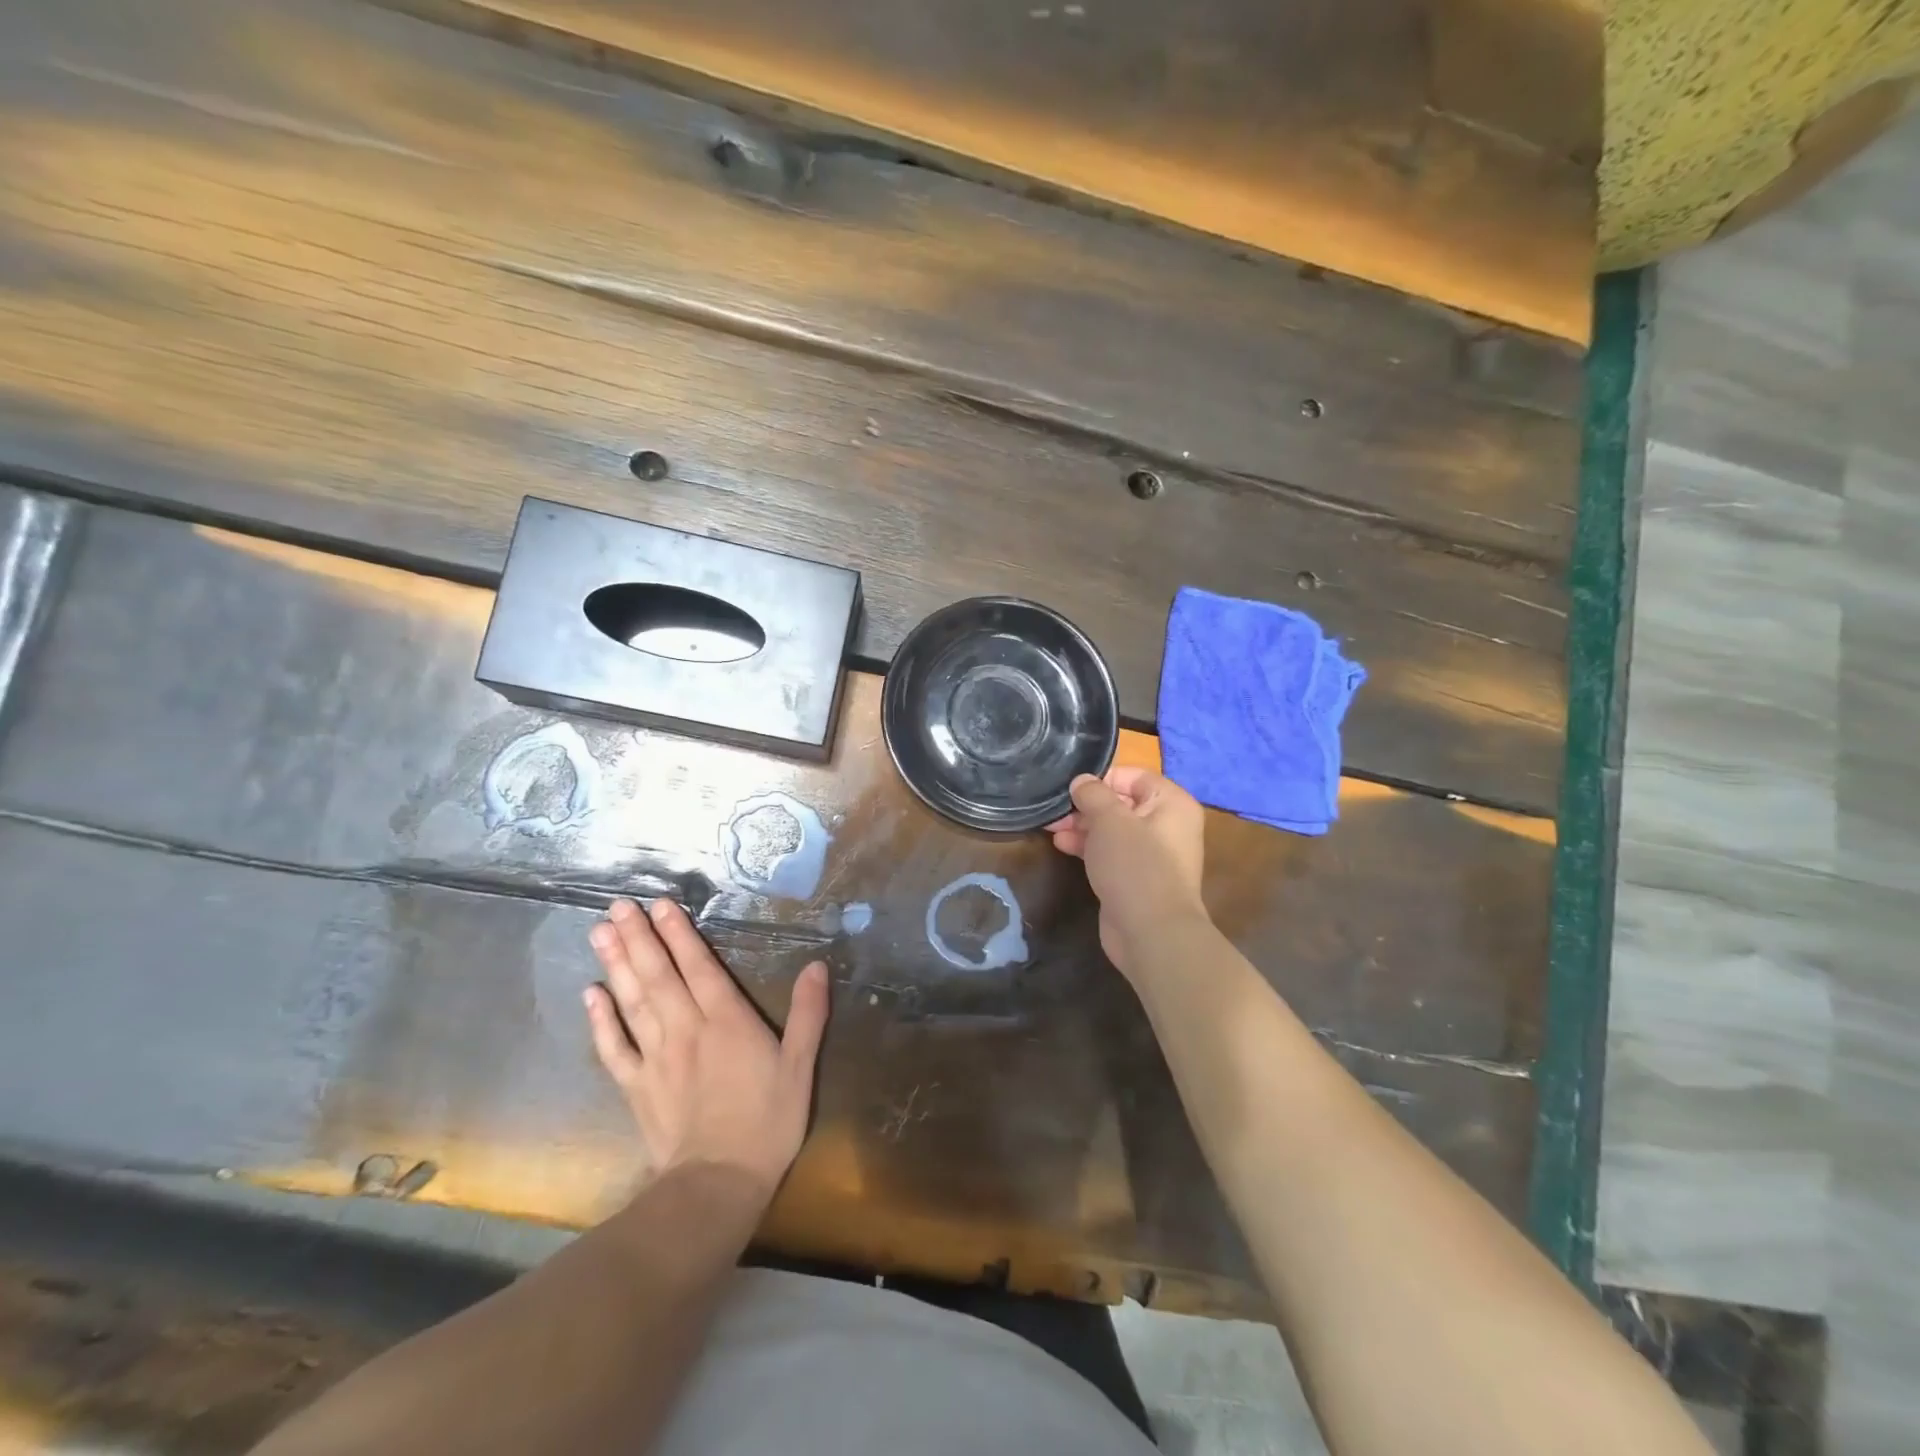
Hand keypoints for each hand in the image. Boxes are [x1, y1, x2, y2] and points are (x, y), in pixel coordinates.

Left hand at [584, 898, 828, 1202]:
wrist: (718, 1184)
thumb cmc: (767, 1122)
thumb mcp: (800, 1067)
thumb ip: (807, 1014)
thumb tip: (818, 965)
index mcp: (726, 1021)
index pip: (698, 967)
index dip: (680, 934)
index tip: (661, 904)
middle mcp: (686, 1029)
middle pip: (658, 976)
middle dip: (639, 938)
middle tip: (617, 906)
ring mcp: (656, 1057)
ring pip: (632, 1002)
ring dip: (616, 965)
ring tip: (600, 932)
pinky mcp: (637, 1086)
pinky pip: (614, 1048)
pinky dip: (600, 1020)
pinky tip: (590, 994)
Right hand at [1047, 768, 1208, 977]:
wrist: (1151, 932)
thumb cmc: (1135, 865)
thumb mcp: (1109, 820)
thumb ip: (1093, 794)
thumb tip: (1082, 781)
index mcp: (1171, 803)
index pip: (1133, 776)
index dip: (1102, 778)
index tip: (1072, 787)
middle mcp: (1167, 825)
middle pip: (1121, 803)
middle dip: (1086, 805)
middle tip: (1055, 810)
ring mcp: (1152, 854)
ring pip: (1113, 829)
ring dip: (1082, 826)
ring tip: (1051, 827)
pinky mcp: (1136, 878)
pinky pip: (1111, 853)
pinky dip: (1088, 846)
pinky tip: (1061, 845)